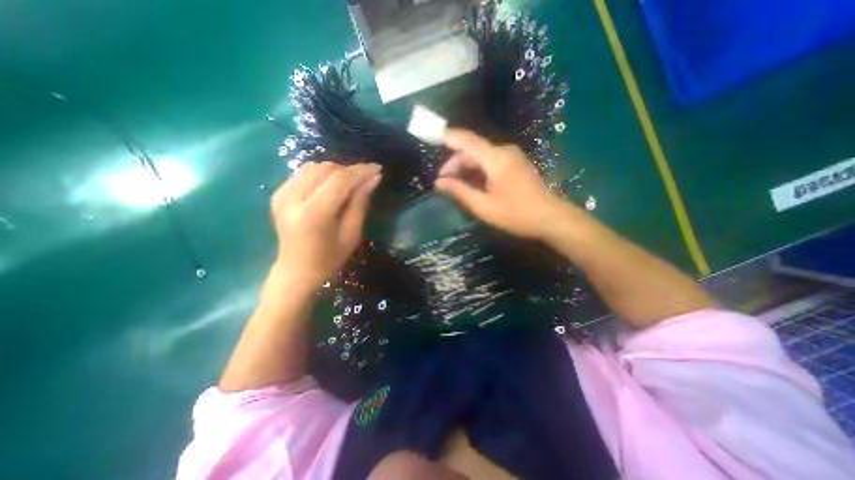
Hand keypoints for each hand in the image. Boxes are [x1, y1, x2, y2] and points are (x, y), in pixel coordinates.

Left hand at [270, 161, 379, 291]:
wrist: (296, 271)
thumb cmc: (329, 259)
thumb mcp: (352, 233)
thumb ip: (360, 203)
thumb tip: (374, 178)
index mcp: (314, 214)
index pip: (340, 180)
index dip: (360, 171)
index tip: (377, 168)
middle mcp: (293, 199)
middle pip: (326, 169)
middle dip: (349, 170)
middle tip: (366, 178)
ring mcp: (281, 195)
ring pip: (314, 167)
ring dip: (336, 171)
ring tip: (351, 182)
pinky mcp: (278, 194)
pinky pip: (303, 174)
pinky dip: (321, 175)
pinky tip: (331, 185)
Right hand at [435, 127, 580, 239]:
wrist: (550, 218)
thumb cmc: (516, 214)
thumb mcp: (483, 206)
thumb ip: (460, 191)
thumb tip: (439, 183)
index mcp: (495, 158)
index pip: (466, 140)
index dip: (447, 137)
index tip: (431, 138)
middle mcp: (503, 151)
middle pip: (472, 150)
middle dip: (455, 164)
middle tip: (443, 183)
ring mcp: (511, 156)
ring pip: (481, 156)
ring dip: (466, 168)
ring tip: (456, 187)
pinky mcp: (515, 163)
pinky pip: (490, 162)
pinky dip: (478, 171)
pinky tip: (473, 185)